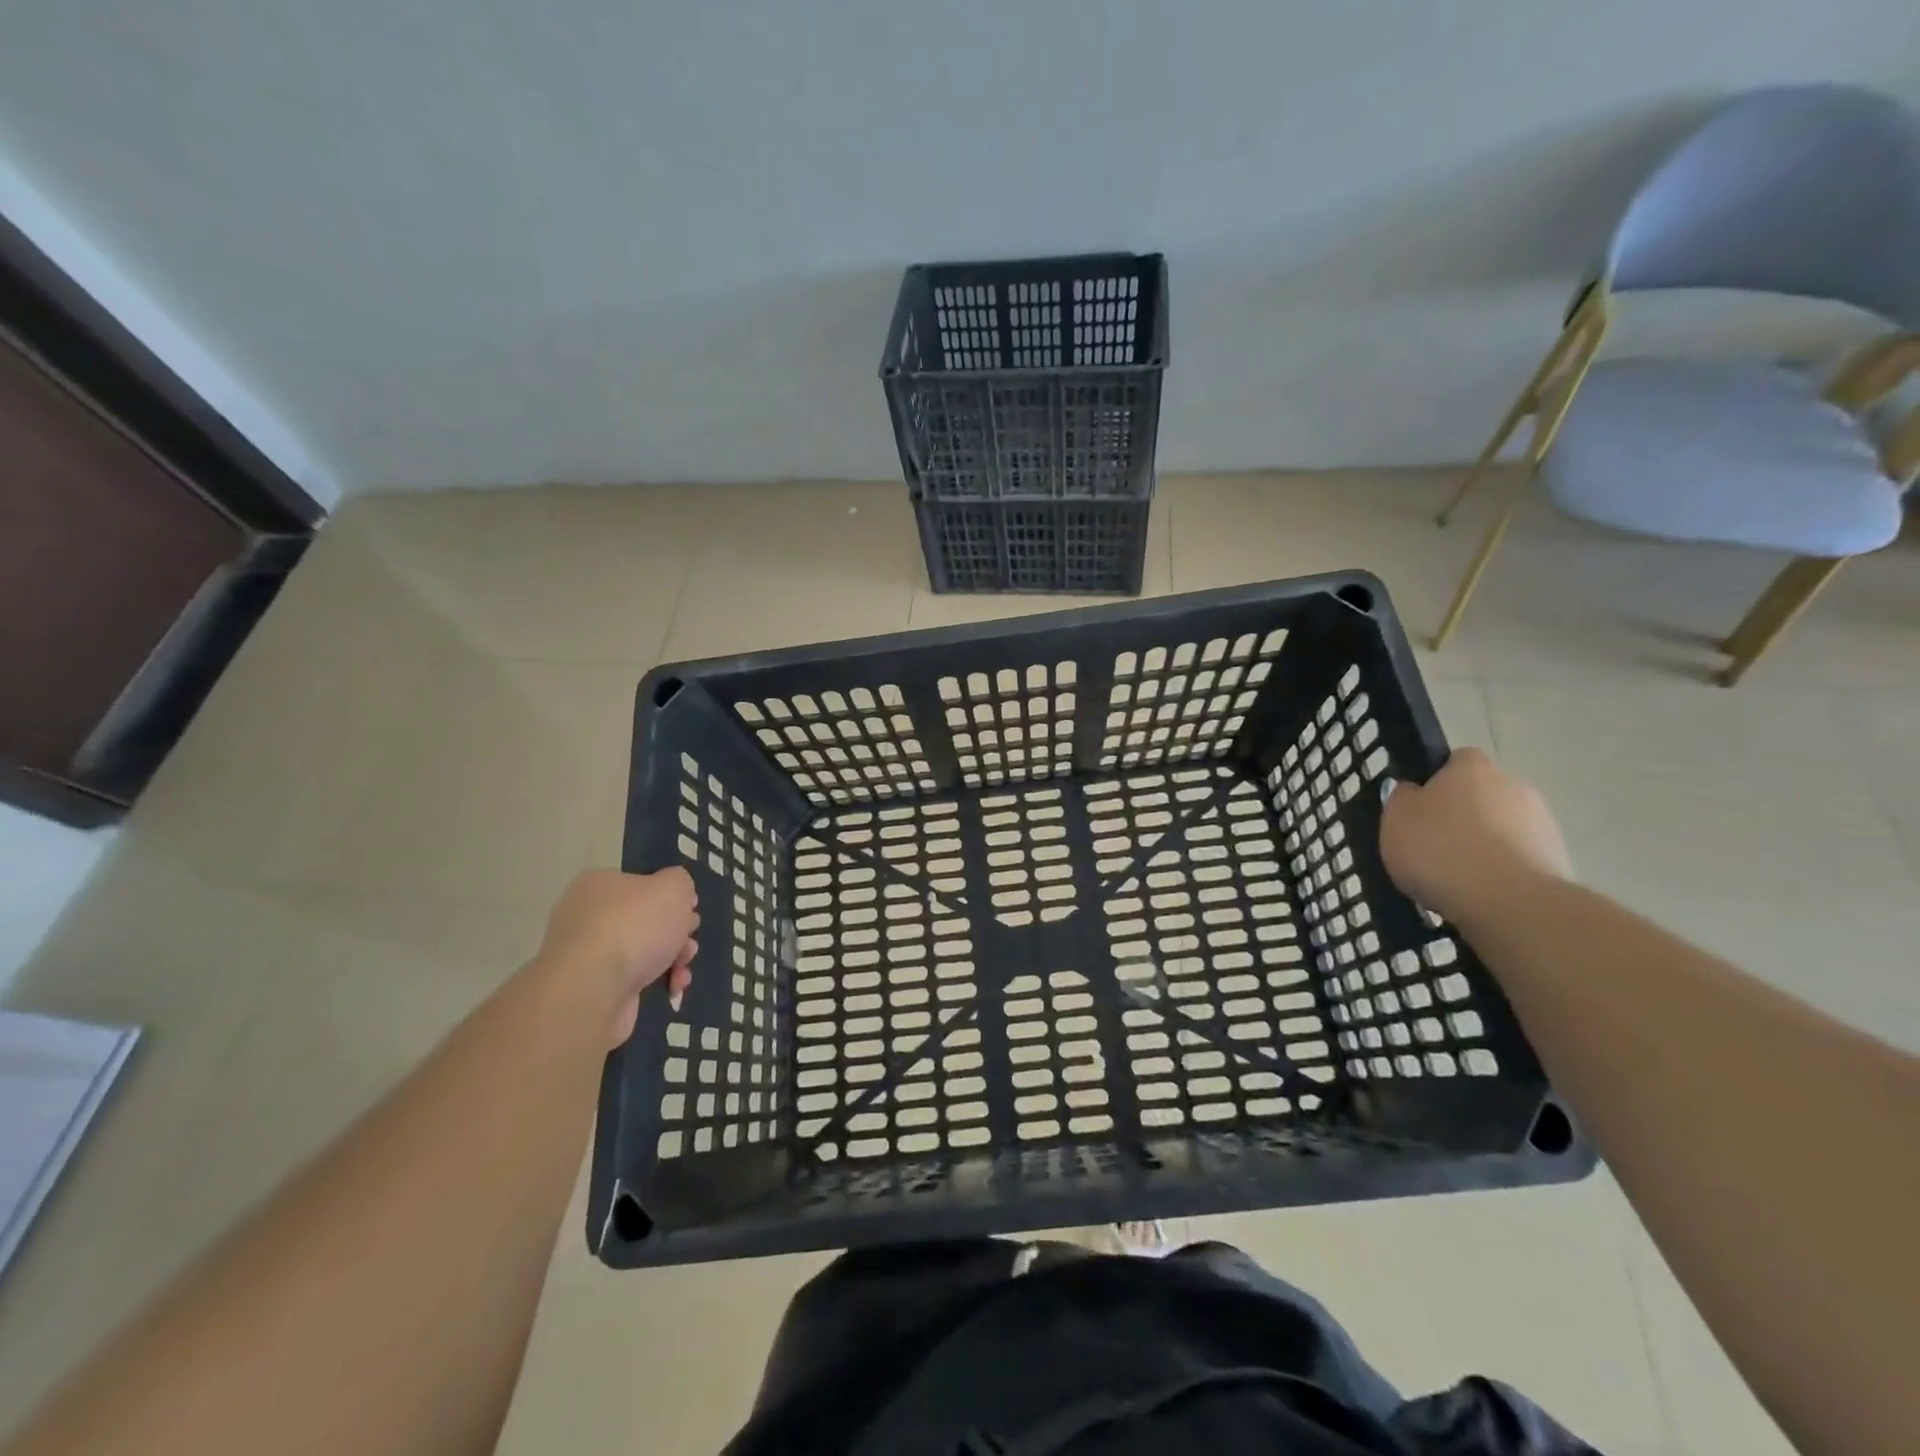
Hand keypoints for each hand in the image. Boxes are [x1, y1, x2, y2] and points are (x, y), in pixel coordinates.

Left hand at [541, 868, 697, 1046]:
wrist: (592, 989)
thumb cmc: (635, 926)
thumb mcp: (673, 887)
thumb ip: (680, 882)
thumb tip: (676, 893)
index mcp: (599, 884)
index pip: (641, 883)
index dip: (670, 896)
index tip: (690, 910)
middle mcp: (587, 916)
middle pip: (645, 919)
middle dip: (675, 931)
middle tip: (689, 941)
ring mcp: (587, 954)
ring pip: (642, 950)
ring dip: (671, 958)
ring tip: (683, 969)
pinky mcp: (592, 987)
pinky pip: (633, 978)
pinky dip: (656, 981)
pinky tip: (673, 987)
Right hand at [1379, 747, 1572, 925]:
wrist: (1509, 901)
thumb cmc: (1440, 849)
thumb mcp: (1395, 819)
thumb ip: (1402, 799)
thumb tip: (1413, 791)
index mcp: (1471, 767)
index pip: (1455, 761)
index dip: (1436, 782)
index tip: (1420, 810)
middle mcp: (1513, 784)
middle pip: (1481, 795)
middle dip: (1462, 816)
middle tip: (1433, 845)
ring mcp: (1541, 822)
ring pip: (1502, 828)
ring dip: (1484, 845)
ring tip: (1456, 878)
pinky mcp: (1558, 860)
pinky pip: (1517, 859)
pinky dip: (1501, 871)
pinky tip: (1481, 893)